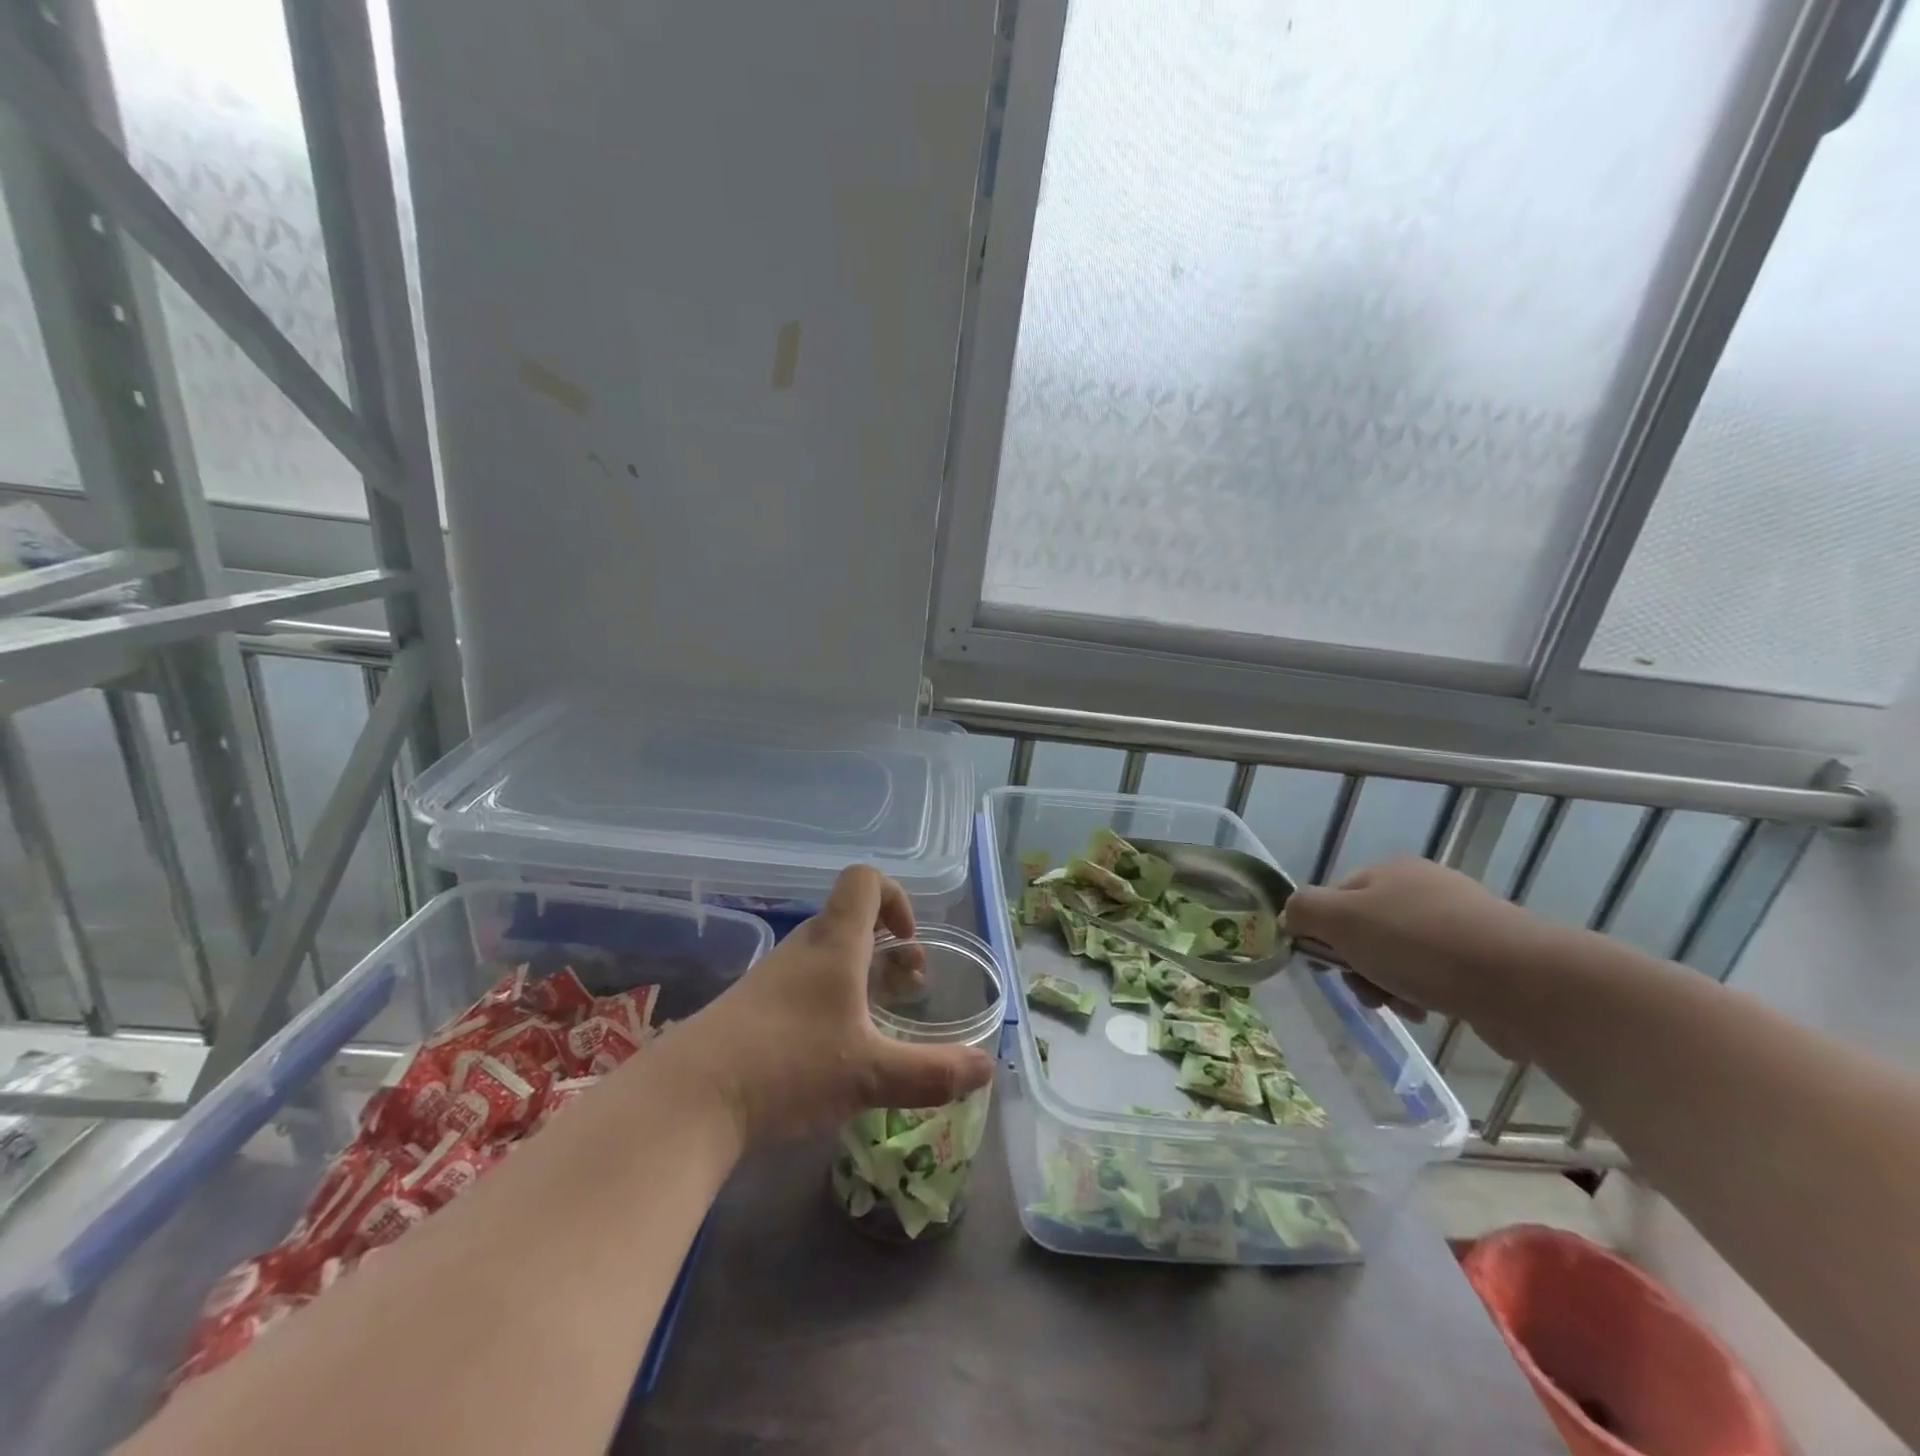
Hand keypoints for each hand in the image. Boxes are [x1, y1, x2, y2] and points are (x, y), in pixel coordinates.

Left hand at [667, 866, 995, 1144]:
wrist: (689, 1098)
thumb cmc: (789, 1066)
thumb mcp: (871, 1075)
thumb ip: (932, 1072)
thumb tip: (986, 1067)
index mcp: (835, 944)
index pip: (864, 880)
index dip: (896, 897)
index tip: (908, 942)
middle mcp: (804, 949)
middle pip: (850, 919)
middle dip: (887, 947)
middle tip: (907, 988)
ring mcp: (773, 977)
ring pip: (827, 954)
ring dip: (859, 975)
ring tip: (877, 1022)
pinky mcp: (751, 1007)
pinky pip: (802, 984)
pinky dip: (829, 1000)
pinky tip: (832, 1050)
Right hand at [1284, 856, 1550, 1028]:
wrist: (1523, 981)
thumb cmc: (1418, 945)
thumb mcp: (1340, 920)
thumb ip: (1303, 911)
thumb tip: (1292, 917)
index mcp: (1388, 870)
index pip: (1335, 899)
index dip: (1325, 935)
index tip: (1332, 968)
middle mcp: (1424, 886)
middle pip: (1366, 930)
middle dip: (1359, 966)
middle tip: (1369, 992)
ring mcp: (1461, 920)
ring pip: (1400, 956)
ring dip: (1390, 985)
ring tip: (1406, 1008)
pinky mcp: (1490, 956)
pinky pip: (1439, 974)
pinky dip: (1427, 994)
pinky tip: (1433, 1012)